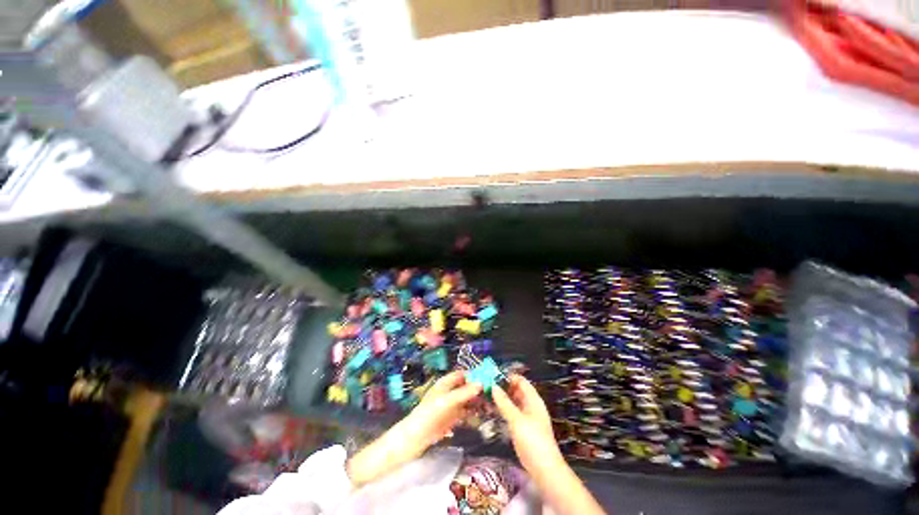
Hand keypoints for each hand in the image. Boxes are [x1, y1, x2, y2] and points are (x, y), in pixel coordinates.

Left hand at [347, 371, 480, 485]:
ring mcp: (450, 405)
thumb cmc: (428, 415)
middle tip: (495, 394)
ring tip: (492, 405)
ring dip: (478, 400)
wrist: (413, 439)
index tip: (490, 377)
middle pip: (466, 386)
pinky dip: (474, 412)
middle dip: (479, 388)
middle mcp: (449, 392)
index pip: (462, 374)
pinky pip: (466, 412)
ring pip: (467, 399)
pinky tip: (483, 415)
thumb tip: (481, 383)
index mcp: (445, 383)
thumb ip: (464, 393)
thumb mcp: (447, 402)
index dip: (474, 374)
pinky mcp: (451, 418)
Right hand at [492, 374, 562, 472]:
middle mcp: (530, 405)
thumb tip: (493, 386)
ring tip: (486, 395)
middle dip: (503, 387)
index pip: (521, 381)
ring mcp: (526, 417)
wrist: (544, 468)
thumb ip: (504, 403)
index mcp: (533, 400)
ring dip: (502, 398)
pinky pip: (511, 412)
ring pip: (513, 402)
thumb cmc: (533, 440)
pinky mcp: (522, 427)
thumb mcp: (517, 420)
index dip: (509, 377)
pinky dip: (503, 409)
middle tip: (487, 385)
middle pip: (516, 390)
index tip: (493, 375)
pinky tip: (492, 409)